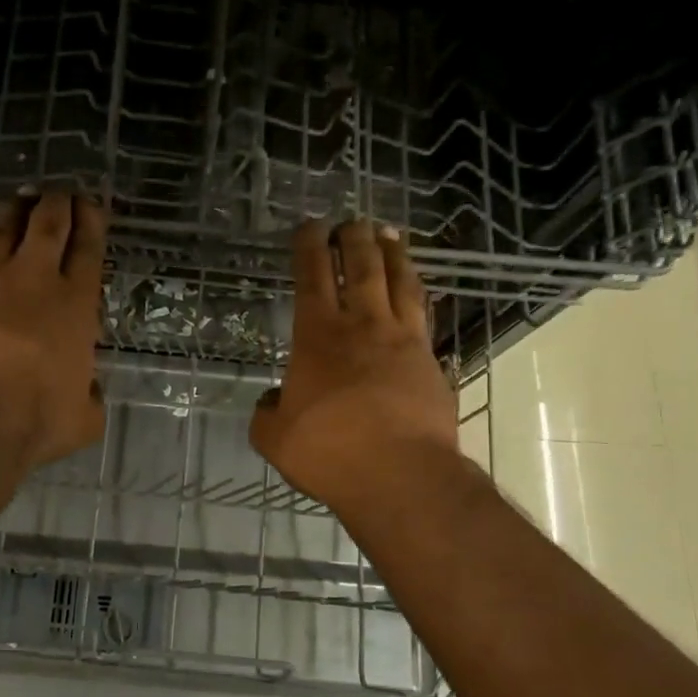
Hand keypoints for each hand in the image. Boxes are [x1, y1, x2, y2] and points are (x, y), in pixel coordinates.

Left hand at [0, 192, 106, 467]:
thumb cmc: (36, 420)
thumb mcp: (83, 419)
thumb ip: (90, 398)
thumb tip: (90, 393)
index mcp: (75, 304)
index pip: (88, 249)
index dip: (91, 221)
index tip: (90, 205)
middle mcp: (34, 278)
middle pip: (47, 224)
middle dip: (57, 203)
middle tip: (59, 193)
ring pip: (3, 227)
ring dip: (16, 210)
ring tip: (21, 201)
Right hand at [250, 219, 468, 513]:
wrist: (401, 475)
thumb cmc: (329, 452)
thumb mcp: (274, 438)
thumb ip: (267, 413)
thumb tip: (272, 401)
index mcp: (317, 336)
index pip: (312, 277)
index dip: (309, 247)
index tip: (310, 226)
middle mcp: (362, 326)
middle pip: (361, 267)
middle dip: (354, 238)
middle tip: (352, 221)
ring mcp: (402, 340)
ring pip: (399, 282)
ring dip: (393, 254)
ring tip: (390, 235)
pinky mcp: (430, 361)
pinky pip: (423, 313)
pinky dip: (417, 293)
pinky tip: (415, 290)